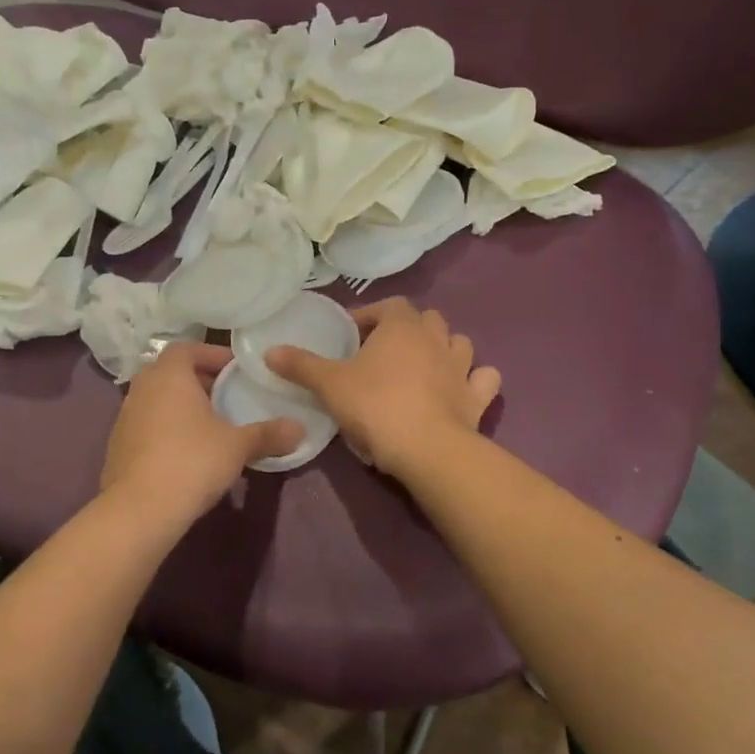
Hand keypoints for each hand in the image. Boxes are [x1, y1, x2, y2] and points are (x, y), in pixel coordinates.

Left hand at [101, 343, 304, 520]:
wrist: (139, 510)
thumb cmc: (192, 461)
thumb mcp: (238, 446)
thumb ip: (268, 434)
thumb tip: (299, 429)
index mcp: (169, 375)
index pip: (187, 348)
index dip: (212, 355)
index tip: (236, 371)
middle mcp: (141, 388)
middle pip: (171, 373)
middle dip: (199, 381)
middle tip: (227, 396)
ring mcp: (125, 417)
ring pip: (157, 399)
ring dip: (181, 406)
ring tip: (210, 425)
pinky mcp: (117, 446)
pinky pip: (147, 425)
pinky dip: (166, 428)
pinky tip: (186, 451)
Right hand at [266, 298, 500, 477]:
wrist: (426, 448)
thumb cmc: (374, 405)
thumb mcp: (329, 384)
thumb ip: (301, 365)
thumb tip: (270, 351)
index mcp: (402, 327)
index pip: (389, 305)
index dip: (370, 315)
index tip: (352, 333)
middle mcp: (436, 339)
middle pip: (427, 320)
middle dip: (408, 329)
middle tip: (384, 351)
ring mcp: (462, 368)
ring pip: (459, 344)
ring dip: (444, 349)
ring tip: (423, 367)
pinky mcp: (477, 398)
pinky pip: (484, 380)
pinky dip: (474, 380)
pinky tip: (461, 389)